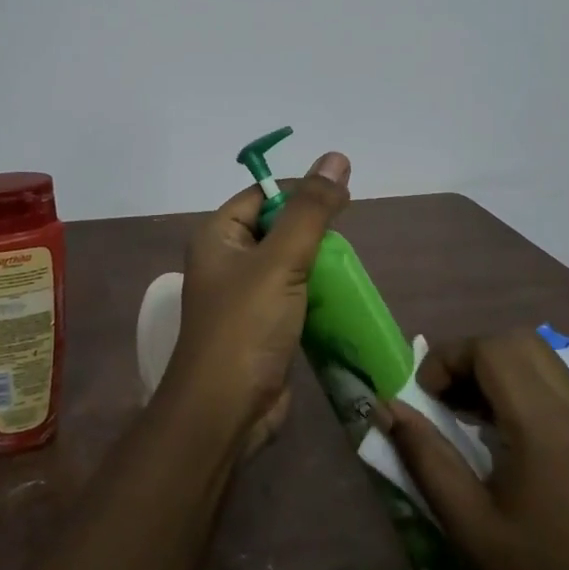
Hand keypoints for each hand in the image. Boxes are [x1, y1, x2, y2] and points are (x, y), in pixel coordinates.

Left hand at [159, 152, 350, 458]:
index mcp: (218, 237)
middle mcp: (226, 262)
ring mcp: (243, 297)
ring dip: (318, 266)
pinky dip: (317, 295)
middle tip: (348, 239)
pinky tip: (342, 298)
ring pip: (288, 265)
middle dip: (312, 232)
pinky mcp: (262, 327)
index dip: (299, 192)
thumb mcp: (281, 261)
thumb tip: (337, 158)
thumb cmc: (246, 327)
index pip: (261, 195)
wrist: (225, 412)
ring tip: (350, 269)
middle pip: (276, 228)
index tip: (342, 199)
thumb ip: (311, 211)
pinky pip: (294, 297)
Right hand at [379, 330, 568, 569]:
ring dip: (496, 369)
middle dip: (471, 356)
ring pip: (541, 359)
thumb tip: (386, 407)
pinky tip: (500, 436)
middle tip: (443, 399)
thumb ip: (425, 457)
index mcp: (545, 428)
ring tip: (465, 415)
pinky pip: (557, 387)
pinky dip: (520, 388)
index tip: (424, 397)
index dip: (448, 358)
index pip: (493, 349)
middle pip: (519, 342)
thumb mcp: (468, 526)